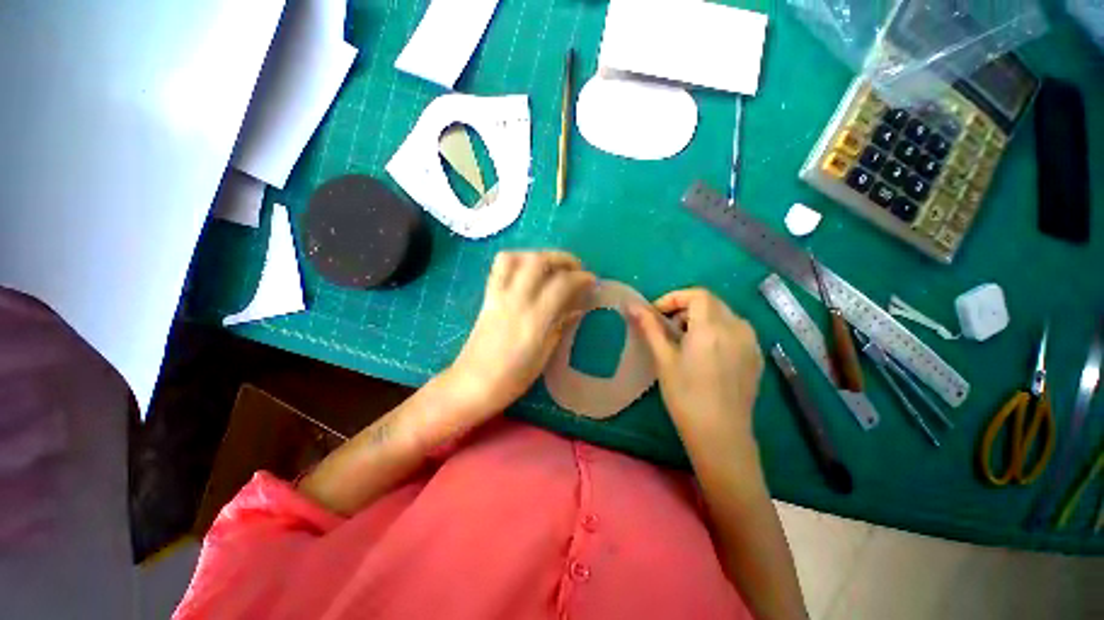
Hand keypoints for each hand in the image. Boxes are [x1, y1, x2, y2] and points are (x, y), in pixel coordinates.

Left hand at [446, 251, 595, 419]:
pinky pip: (499, 268)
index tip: (591, 280)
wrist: (472, 384)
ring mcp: (498, 296)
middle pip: (537, 261)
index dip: (581, 278)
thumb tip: (576, 308)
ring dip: (536, 255)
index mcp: (534, 320)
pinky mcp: (487, 297)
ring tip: (550, 266)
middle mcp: (515, 301)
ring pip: (514, 257)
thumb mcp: (544, 355)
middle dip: (561, 258)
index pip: (561, 284)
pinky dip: (516, 261)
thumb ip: (560, 326)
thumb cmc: (512, 378)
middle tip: (574, 268)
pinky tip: (527, 272)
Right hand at [629, 288, 763, 458]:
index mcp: (712, 328)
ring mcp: (751, 342)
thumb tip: (631, 305)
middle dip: (685, 307)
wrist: (721, 436)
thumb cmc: (685, 396)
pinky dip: (717, 330)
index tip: (657, 314)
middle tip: (667, 328)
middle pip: (711, 302)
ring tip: (685, 340)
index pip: (697, 294)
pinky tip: (706, 353)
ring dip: (702, 318)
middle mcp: (737, 328)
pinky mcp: (756, 356)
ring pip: (724, 315)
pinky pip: (736, 330)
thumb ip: (649, 327)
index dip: (674, 298)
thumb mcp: (663, 359)